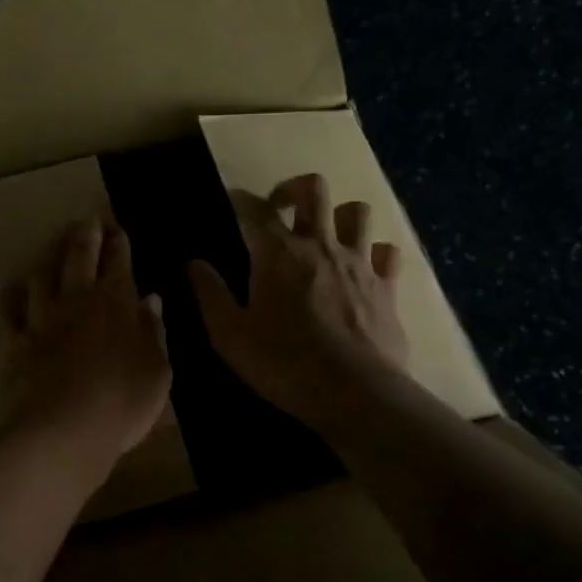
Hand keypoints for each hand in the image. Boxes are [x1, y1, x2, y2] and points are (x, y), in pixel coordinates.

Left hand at [3, 218, 171, 463]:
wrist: (65, 428)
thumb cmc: (124, 400)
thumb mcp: (158, 370)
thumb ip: (154, 331)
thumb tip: (151, 300)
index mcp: (117, 301)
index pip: (119, 260)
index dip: (119, 242)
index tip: (118, 229)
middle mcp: (77, 299)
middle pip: (79, 255)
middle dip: (86, 234)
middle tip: (87, 221)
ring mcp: (43, 318)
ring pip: (42, 275)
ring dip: (49, 260)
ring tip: (53, 254)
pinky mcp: (17, 340)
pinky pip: (11, 310)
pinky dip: (13, 297)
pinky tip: (13, 292)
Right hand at [187, 173, 409, 436]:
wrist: (355, 393)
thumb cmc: (283, 363)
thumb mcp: (229, 335)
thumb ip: (210, 294)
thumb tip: (194, 263)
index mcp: (278, 252)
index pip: (254, 208)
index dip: (239, 199)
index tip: (230, 202)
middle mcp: (320, 245)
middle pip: (313, 189)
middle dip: (293, 188)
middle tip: (279, 208)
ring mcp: (359, 262)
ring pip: (357, 211)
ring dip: (338, 214)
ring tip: (325, 234)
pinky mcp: (387, 287)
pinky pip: (387, 252)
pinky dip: (375, 252)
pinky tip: (365, 266)